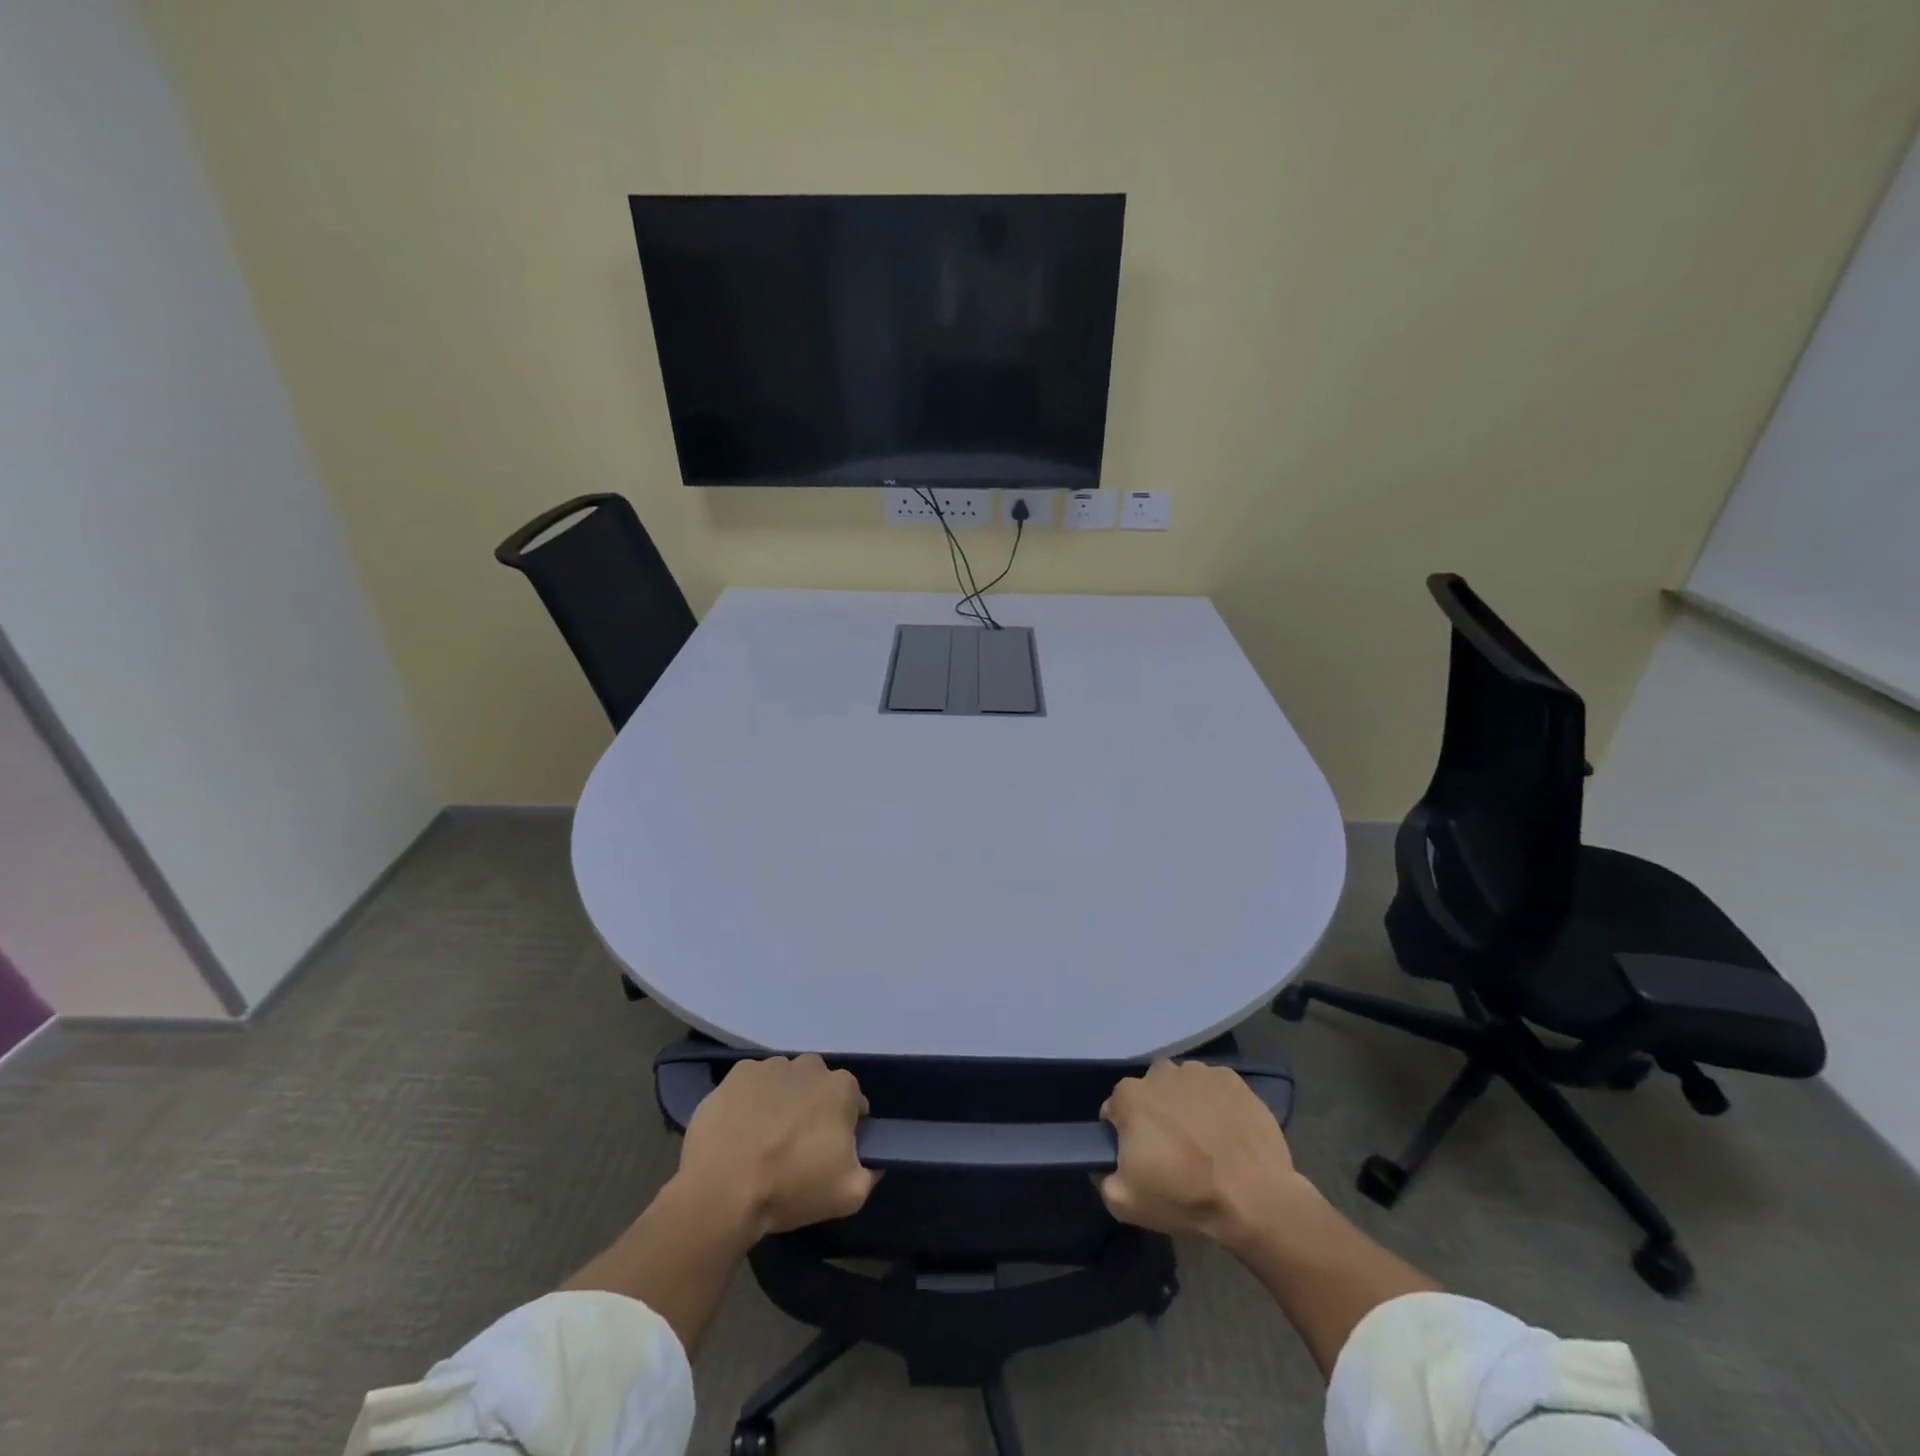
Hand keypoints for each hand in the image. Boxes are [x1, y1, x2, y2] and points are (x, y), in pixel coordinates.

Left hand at [675, 1054, 876, 1239]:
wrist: (721, 1190)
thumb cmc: (790, 1188)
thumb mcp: (849, 1195)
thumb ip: (871, 1172)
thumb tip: (874, 1162)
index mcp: (841, 1088)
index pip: (853, 1103)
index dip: (845, 1128)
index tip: (830, 1153)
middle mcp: (809, 1066)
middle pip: (818, 1087)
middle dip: (813, 1109)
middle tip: (796, 1147)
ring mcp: (770, 1066)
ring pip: (785, 1083)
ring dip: (782, 1103)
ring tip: (764, 1140)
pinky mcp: (737, 1074)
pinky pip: (753, 1084)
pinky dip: (751, 1100)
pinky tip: (741, 1130)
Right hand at [1099, 1059, 1310, 1249]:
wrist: (1255, 1198)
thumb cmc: (1185, 1195)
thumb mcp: (1126, 1204)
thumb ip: (1105, 1180)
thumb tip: (1107, 1168)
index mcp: (1130, 1095)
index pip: (1116, 1109)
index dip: (1125, 1134)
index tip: (1141, 1157)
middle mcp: (1160, 1072)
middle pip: (1150, 1093)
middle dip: (1156, 1114)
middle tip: (1173, 1150)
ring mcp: (1199, 1072)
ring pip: (1183, 1086)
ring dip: (1186, 1106)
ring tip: (1205, 1141)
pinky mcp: (1232, 1079)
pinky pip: (1214, 1088)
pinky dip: (1216, 1104)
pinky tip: (1227, 1132)